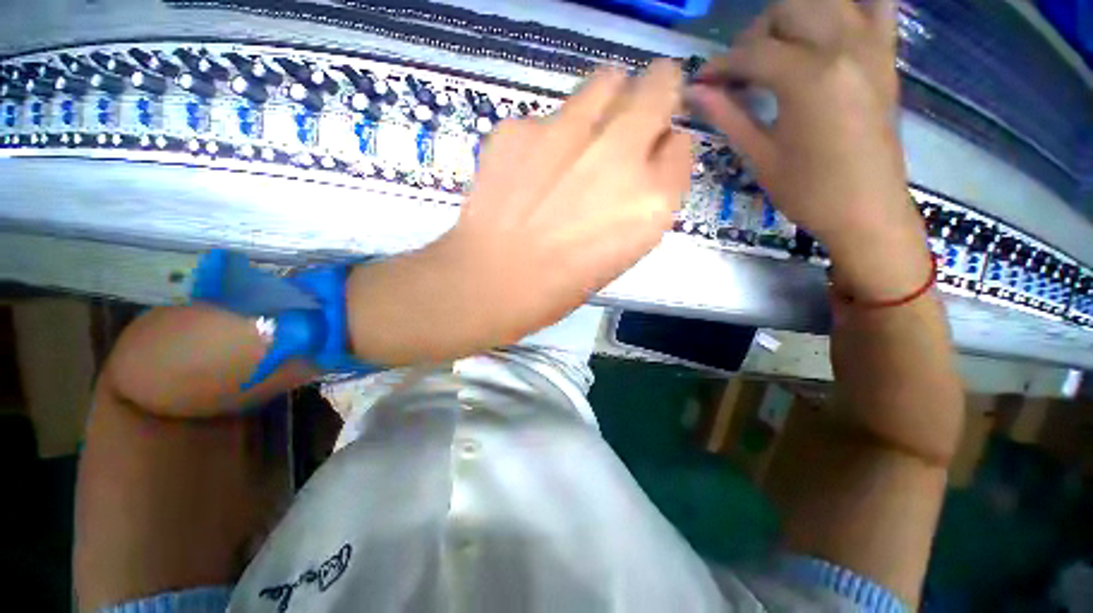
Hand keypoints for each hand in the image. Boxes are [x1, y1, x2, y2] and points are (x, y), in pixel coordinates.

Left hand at [347, 61, 691, 363]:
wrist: (491, 282)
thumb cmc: (560, 284)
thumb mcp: (620, 253)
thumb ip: (640, 203)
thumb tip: (643, 162)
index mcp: (652, 202)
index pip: (681, 145)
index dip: (665, 148)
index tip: (651, 155)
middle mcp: (621, 155)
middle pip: (659, 85)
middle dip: (654, 93)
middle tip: (632, 115)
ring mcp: (569, 132)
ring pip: (607, 80)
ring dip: (606, 101)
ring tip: (581, 138)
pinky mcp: (521, 127)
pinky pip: (547, 116)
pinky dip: (547, 135)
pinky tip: (528, 169)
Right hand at [689, 0, 929, 300]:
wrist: (867, 209)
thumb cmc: (807, 191)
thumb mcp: (760, 155)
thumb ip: (727, 115)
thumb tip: (694, 92)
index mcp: (807, 77)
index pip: (751, 52)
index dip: (720, 66)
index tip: (702, 82)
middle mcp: (842, 46)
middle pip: (789, 8)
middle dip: (755, 34)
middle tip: (741, 69)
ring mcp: (871, 45)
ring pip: (826, 0)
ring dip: (794, 16)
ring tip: (778, 50)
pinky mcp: (886, 55)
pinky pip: (877, 5)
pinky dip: (850, 7)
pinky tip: (829, 29)